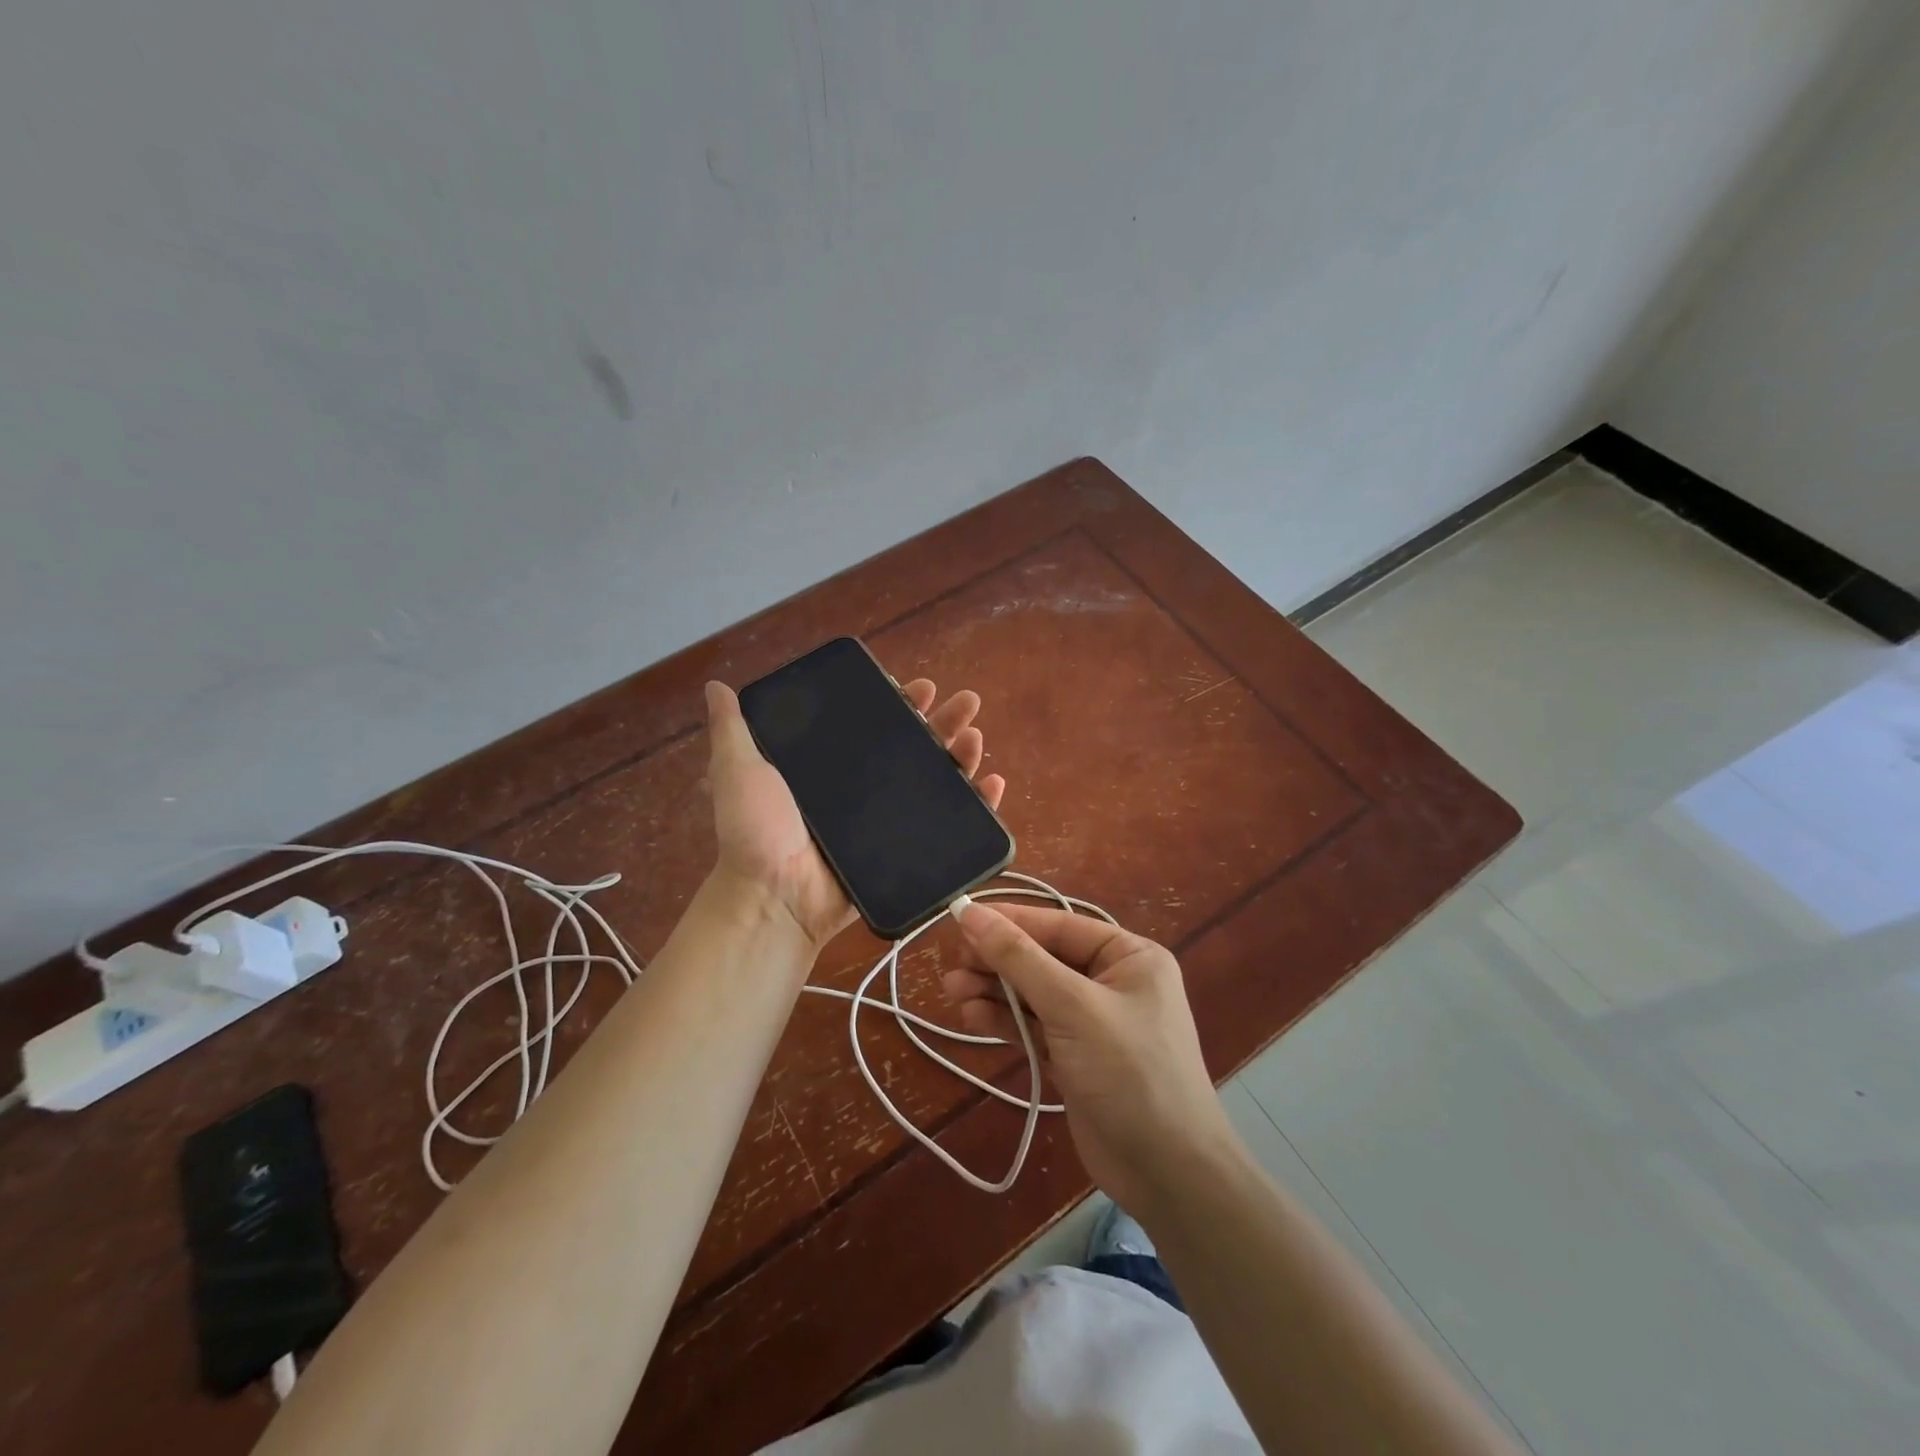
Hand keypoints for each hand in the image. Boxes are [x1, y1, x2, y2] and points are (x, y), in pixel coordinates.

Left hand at [702, 678, 1007, 949]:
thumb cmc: (757, 833)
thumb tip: (716, 685)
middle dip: (942, 721)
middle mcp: (863, 789)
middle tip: (966, 702)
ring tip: (977, 735)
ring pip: (935, 779)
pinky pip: (946, 825)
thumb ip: (732, 729)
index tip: (917, 687)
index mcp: (832, 767)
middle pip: (913, 747)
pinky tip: (993, 785)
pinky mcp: (905, 850)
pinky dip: (975, 805)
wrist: (776, 899)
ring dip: (962, 755)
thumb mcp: (738, 770)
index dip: (899, 703)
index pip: (874, 725)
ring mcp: (887, 821)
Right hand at [942, 903, 1235, 1214]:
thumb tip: (971, 912)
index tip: (959, 918)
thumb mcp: (1072, 1007)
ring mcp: (1094, 1022)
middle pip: (1043, 958)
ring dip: (995, 991)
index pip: (1059, 927)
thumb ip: (1019, 959)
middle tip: (953, 965)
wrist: (1167, 1175)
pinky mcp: (1076, 1058)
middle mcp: (1113, 981)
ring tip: (952, 990)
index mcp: (1129, 956)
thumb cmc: (1128, 1072)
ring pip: (1034, 993)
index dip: (1008, 921)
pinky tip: (972, 1017)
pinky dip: (1005, 1021)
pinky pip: (1035, 1026)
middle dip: (998, 961)